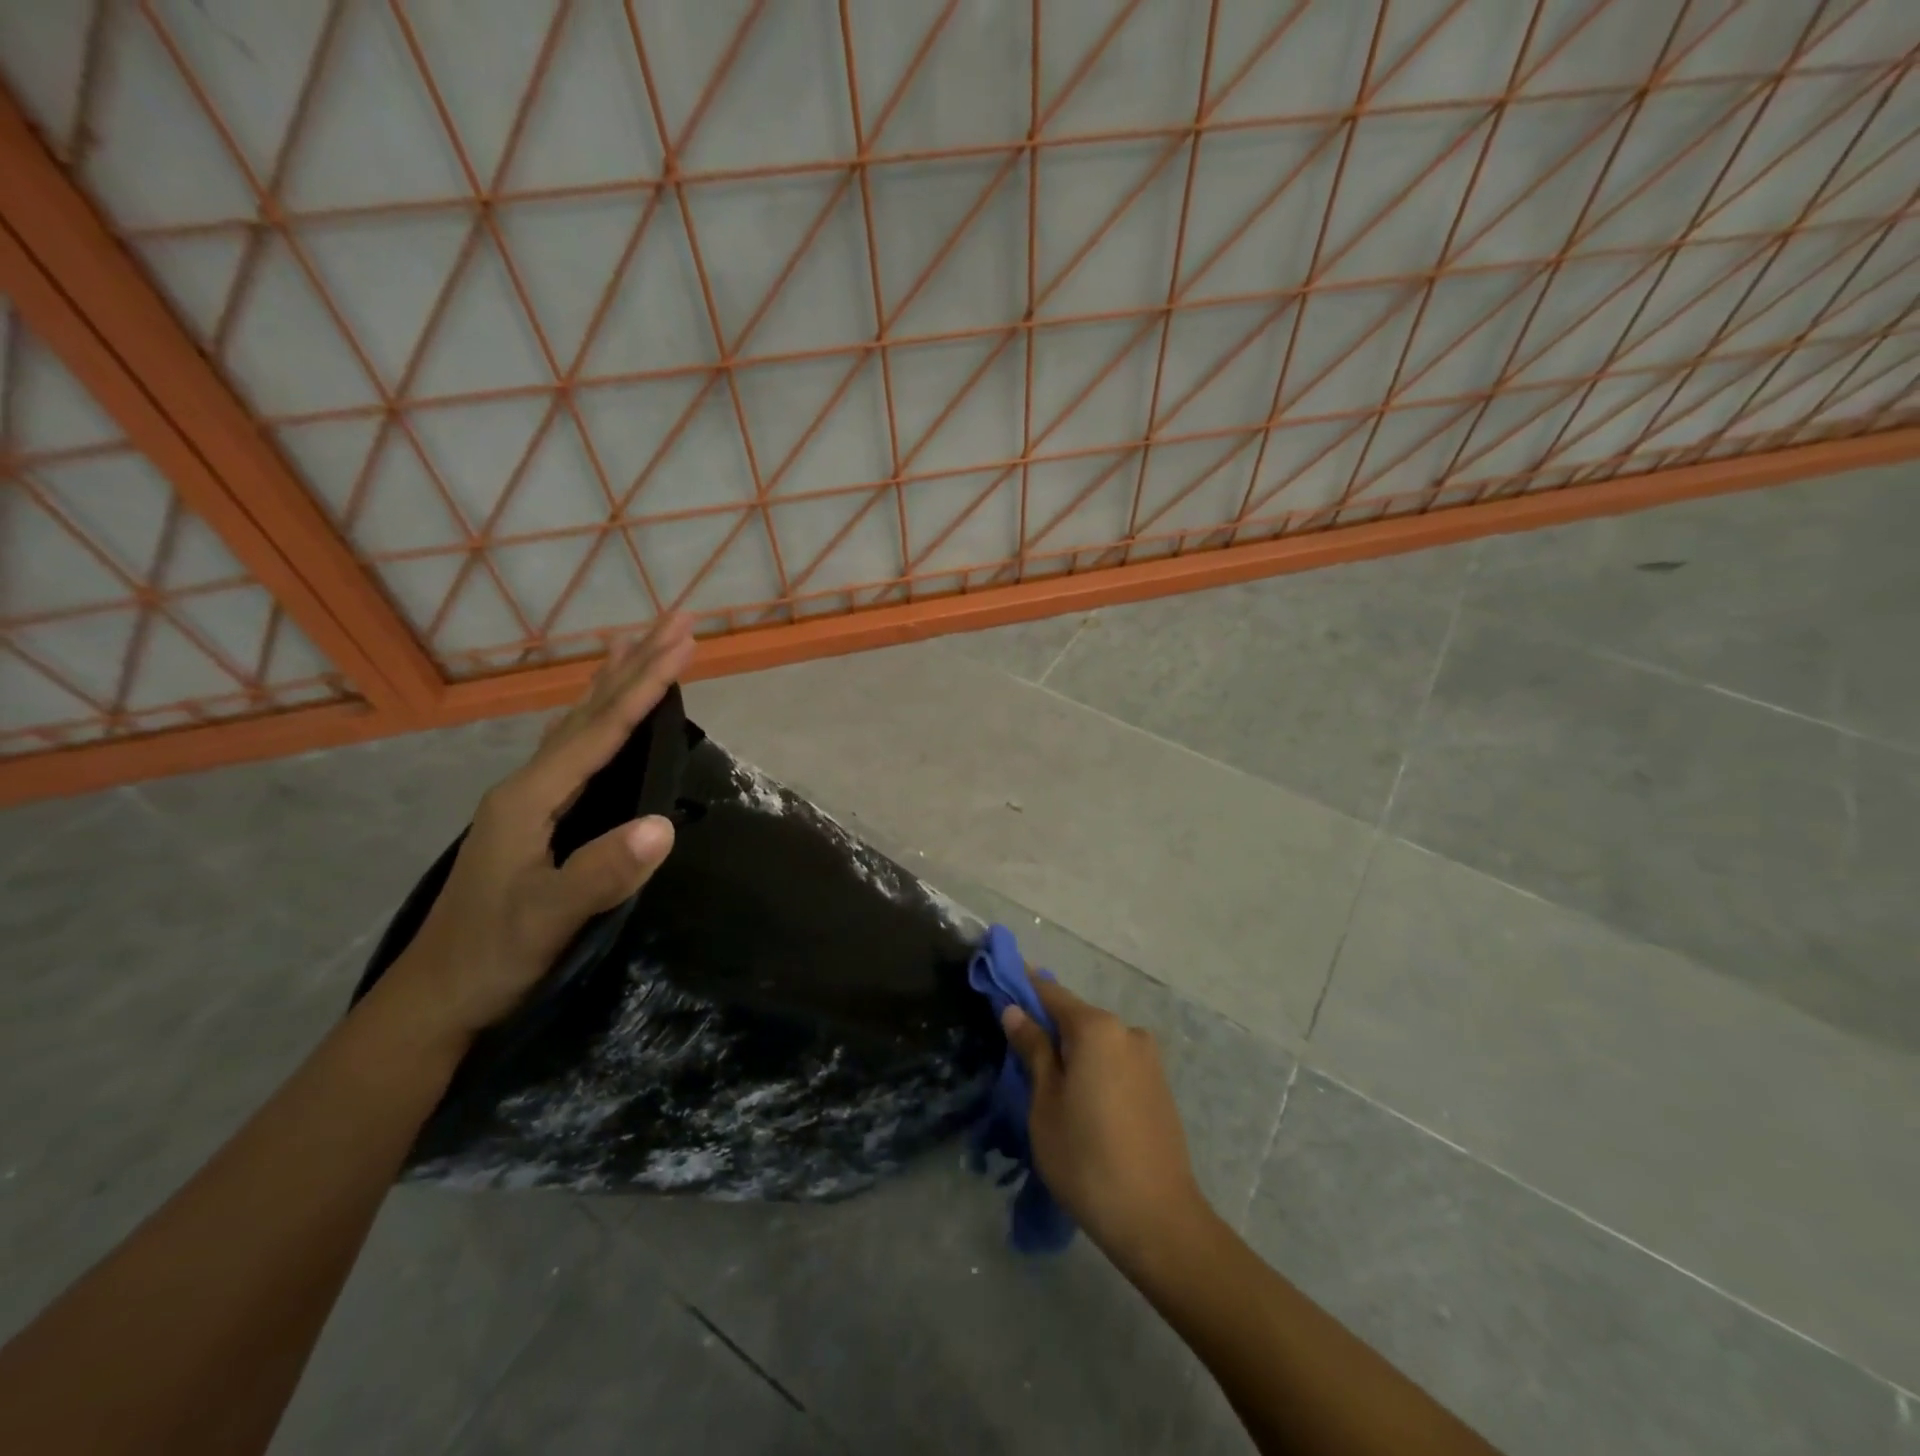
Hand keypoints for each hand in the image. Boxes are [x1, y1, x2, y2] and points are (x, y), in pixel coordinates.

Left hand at [382, 614, 697, 1046]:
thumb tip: (664, 824)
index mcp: (531, 797)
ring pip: (579, 724)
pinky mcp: (536, 818)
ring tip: (635, 644)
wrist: (438, 998)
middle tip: (677, 619)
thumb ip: (601, 872)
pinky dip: (598, 717)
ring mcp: (528, 800)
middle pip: (590, 711)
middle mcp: (527, 785)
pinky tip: (602, 715)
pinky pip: (575, 749)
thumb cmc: (492, 956)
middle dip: (636, 663)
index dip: (645, 685)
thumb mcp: (548, 919)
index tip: (685, 642)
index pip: (601, 729)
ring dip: (614, 682)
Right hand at [1000, 980, 1211, 1269]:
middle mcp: (1127, 1031)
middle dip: (1047, 1029)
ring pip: (1097, 1043)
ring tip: (1048, 1090)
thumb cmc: (1086, 1159)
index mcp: (1097, 1028)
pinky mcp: (1159, 1085)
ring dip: (1072, 1054)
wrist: (1158, 1220)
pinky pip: (1116, 1063)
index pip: (1050, 993)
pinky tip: (1081, 1104)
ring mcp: (1148, 1058)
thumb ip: (1033, 1049)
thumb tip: (1015, 1010)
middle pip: (1076, 1018)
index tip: (999, 987)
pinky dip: (1094, 1070)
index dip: (1023, 988)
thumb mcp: (1045, 1103)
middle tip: (1017, 1055)